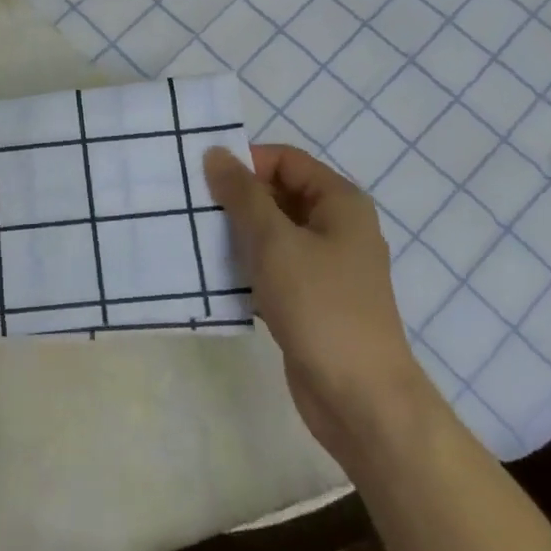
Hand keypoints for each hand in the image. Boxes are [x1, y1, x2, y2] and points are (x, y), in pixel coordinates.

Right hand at [204, 145, 425, 455]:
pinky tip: (213, 277)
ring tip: (194, 238)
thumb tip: (217, 153)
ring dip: (236, 234)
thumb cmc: (320, 305)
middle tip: (191, 207)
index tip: (203, 178)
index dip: (246, 162)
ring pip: (273, 234)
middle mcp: (337, 227)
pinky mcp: (311, 299)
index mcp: (340, 203)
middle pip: (279, 194)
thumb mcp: (274, 241)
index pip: (286, 160)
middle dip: (236, 199)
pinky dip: (246, 267)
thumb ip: (243, 195)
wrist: (359, 397)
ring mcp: (326, 266)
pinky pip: (273, 268)